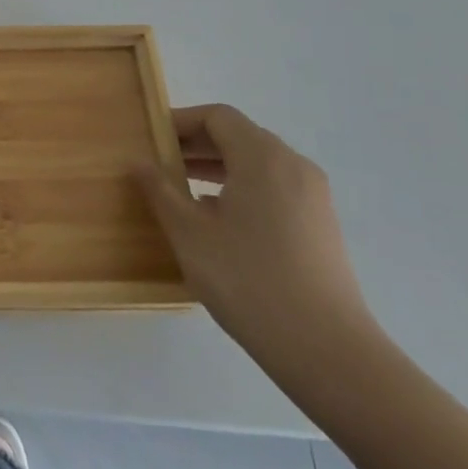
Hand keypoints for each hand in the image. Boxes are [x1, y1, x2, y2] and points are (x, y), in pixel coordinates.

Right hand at [138, 104, 377, 375]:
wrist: (328, 352)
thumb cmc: (249, 281)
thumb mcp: (190, 233)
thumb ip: (160, 190)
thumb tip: (139, 161)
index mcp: (262, 157)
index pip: (217, 117)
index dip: (180, 122)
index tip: (151, 139)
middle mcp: (293, 166)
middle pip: (239, 136)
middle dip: (196, 144)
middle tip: (160, 164)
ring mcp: (313, 197)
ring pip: (257, 163)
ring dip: (217, 167)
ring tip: (182, 191)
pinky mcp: (321, 225)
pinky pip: (274, 187)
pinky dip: (242, 188)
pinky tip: (219, 221)